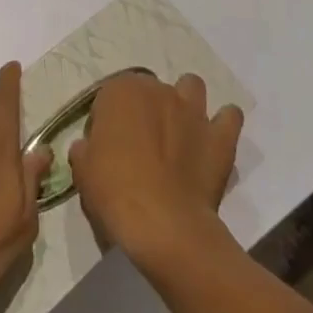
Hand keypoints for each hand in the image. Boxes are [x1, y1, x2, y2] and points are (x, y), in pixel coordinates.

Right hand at [68, 72, 242, 274]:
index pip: (110, 96)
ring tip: (179, 131)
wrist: (163, 225)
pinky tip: (213, 138)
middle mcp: (158, 89)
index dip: (108, 121)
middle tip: (141, 146)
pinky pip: (229, 116)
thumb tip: (88, 147)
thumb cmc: (115, 193)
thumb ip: (85, 150)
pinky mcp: (219, 136)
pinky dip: (223, 123)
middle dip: (146, 110)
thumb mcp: (83, 173)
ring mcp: (193, 110)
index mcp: (121, 91)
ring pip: (191, 87)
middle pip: (150, 90)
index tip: (107, 148)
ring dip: (185, 103)